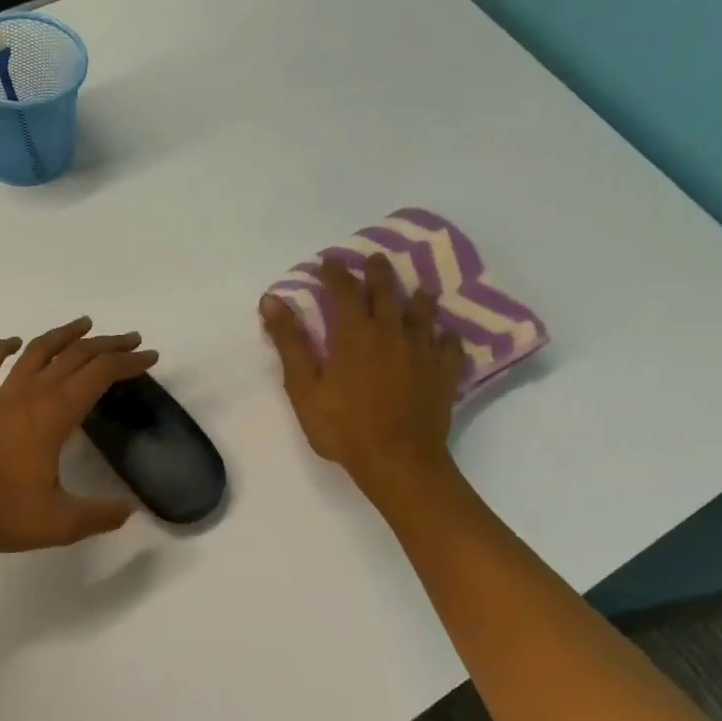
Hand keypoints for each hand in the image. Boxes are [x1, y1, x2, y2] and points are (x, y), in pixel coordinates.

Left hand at [0, 317, 158, 551]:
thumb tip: (128, 510)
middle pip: (74, 356)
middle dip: (106, 345)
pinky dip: (1, 349)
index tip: (150, 357)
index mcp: (55, 414)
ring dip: (63, 335)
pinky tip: (12, 341)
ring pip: (36, 352)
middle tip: (130, 340)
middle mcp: (30, 394)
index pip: (99, 375)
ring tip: (84, 325)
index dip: (128, 363)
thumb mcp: (58, 522)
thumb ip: (98, 515)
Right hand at [260, 255, 465, 505]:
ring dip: (417, 297)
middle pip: (386, 293)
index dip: (335, 272)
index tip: (328, 261)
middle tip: (375, 259)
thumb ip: (290, 341)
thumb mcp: (303, 386)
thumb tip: (272, 299)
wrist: (398, 461)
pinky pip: (449, 346)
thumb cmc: (342, 425)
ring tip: (419, 288)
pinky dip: (446, 336)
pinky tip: (445, 335)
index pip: (344, 290)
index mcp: (355, 334)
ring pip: (422, 314)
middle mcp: (392, 333)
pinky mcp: (444, 374)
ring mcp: (422, 352)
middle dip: (378, 273)